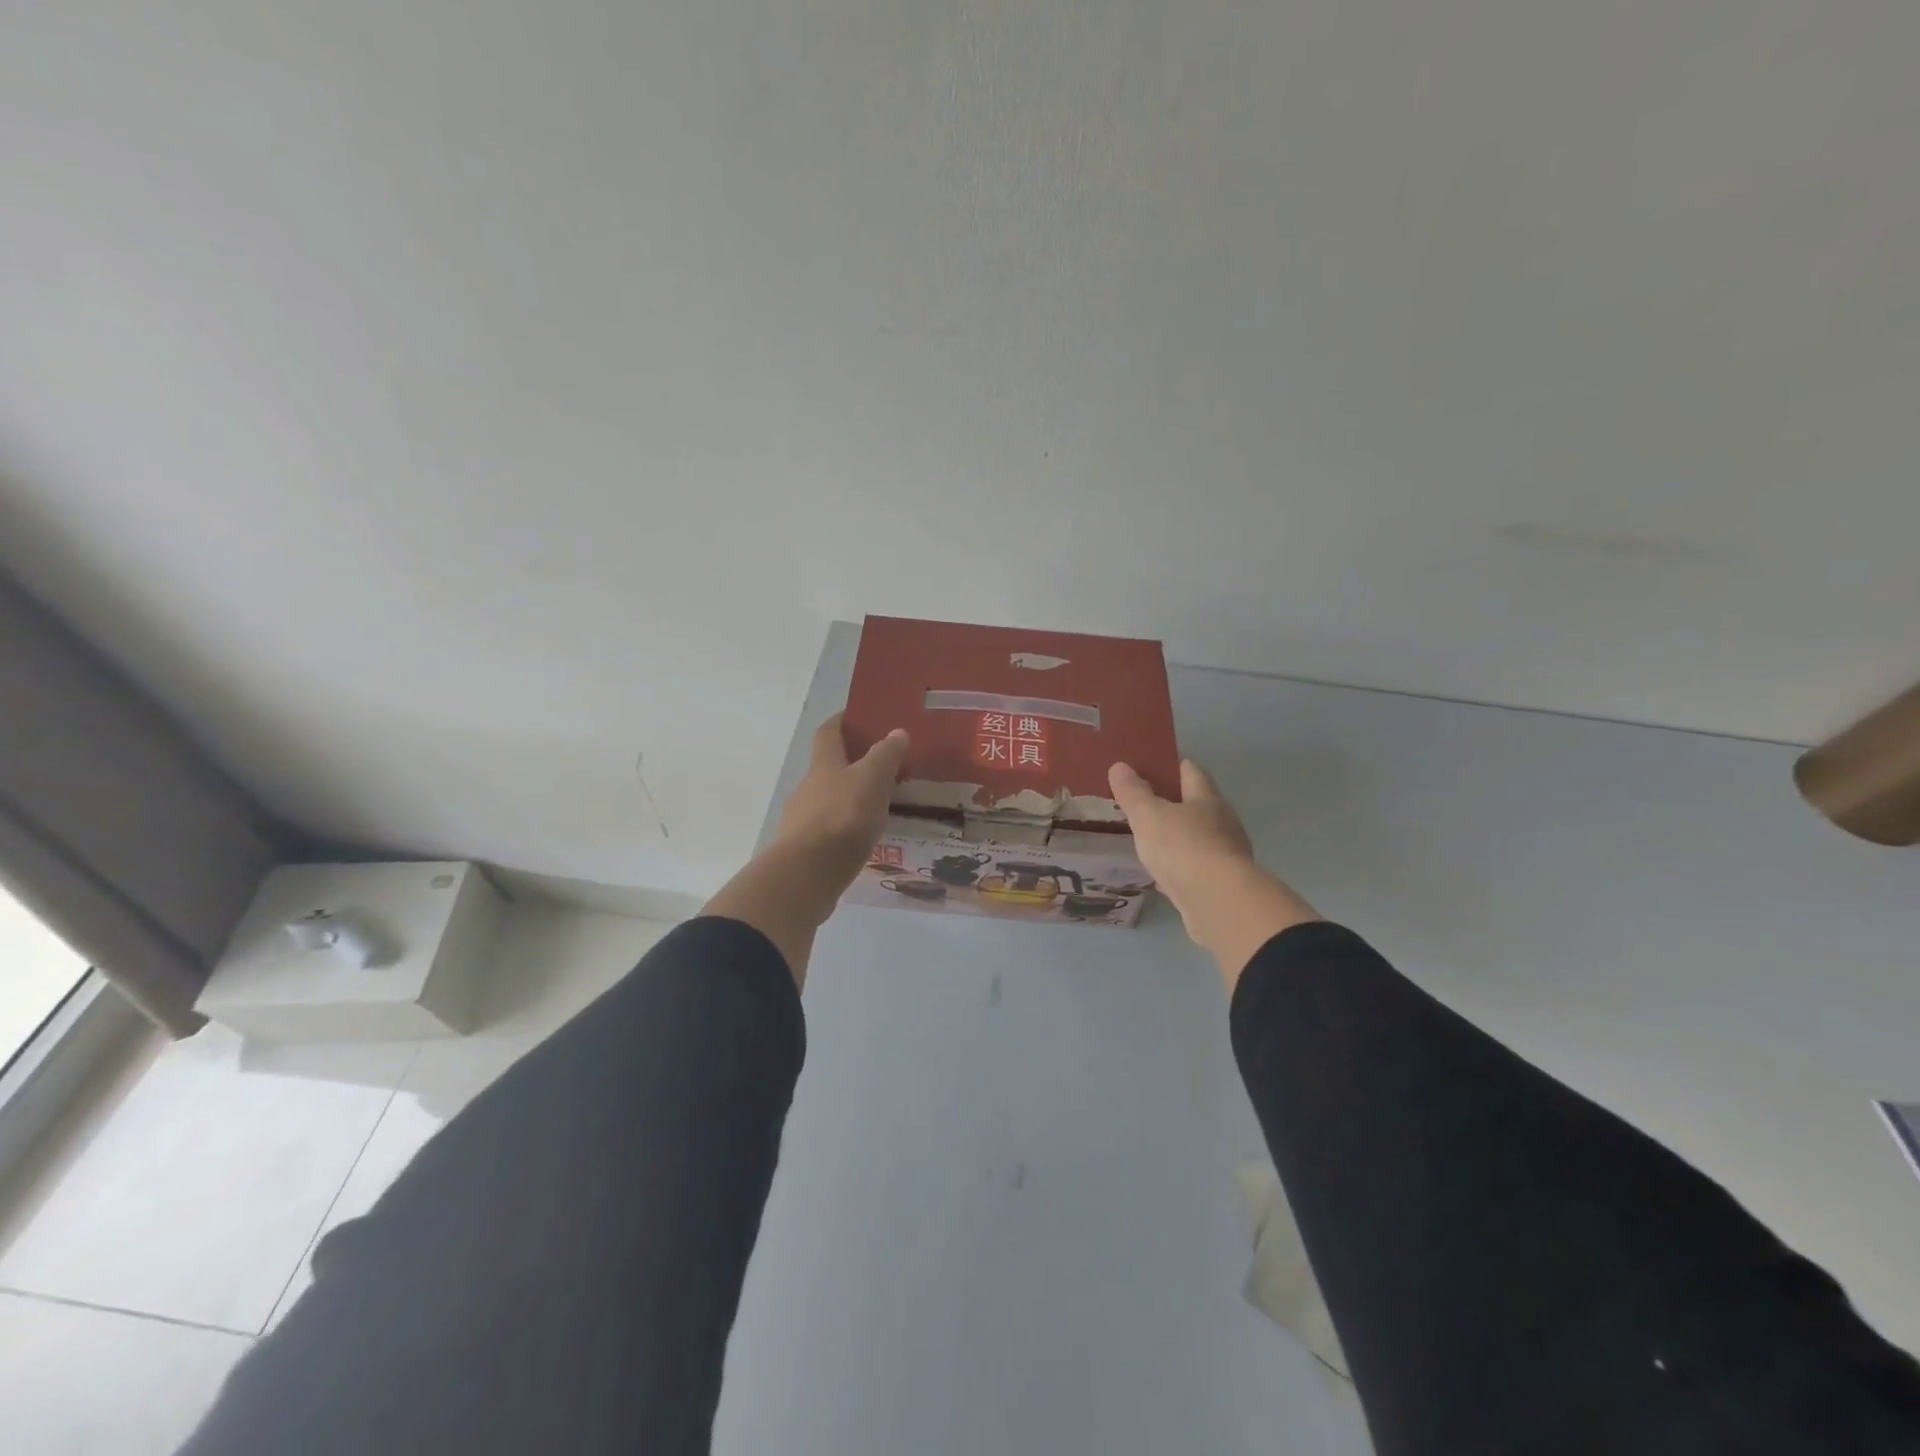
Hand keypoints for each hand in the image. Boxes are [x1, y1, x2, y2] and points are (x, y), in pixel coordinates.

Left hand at [705, 713, 908, 987]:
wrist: (805, 876)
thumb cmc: (841, 819)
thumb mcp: (871, 781)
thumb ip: (885, 756)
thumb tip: (896, 731)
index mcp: (823, 767)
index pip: (828, 733)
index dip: (840, 721)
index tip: (856, 715)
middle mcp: (808, 789)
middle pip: (827, 769)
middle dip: (850, 765)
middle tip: (882, 768)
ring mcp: (802, 821)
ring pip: (827, 801)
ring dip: (848, 800)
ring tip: (878, 808)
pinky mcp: (804, 851)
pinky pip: (827, 831)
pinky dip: (844, 829)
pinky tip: (862, 840)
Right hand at [1109, 759, 1319, 990]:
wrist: (1219, 903)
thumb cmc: (1183, 848)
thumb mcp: (1148, 815)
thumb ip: (1133, 792)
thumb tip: (1120, 765)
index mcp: (1207, 799)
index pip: (1190, 770)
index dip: (1169, 765)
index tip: (1147, 765)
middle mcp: (1222, 822)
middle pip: (1196, 804)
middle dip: (1171, 802)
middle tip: (1140, 804)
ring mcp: (1225, 855)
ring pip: (1196, 838)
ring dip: (1176, 837)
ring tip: (1148, 839)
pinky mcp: (1221, 885)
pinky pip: (1196, 868)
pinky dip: (1179, 867)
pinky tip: (1161, 875)